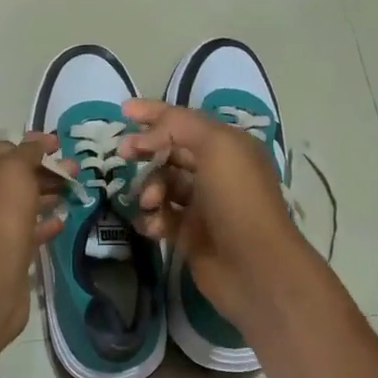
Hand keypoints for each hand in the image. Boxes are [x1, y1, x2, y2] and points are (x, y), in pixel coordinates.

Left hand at [0, 135, 69, 337]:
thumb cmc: (0, 216)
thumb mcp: (13, 171)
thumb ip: (27, 152)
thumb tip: (37, 141)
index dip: (30, 145)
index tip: (59, 147)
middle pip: (10, 177)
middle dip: (42, 171)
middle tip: (73, 171)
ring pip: (18, 204)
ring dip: (46, 195)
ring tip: (73, 193)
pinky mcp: (1, 254)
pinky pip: (23, 232)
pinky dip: (42, 224)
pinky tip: (61, 222)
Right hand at [118, 100, 314, 327]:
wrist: (254, 266)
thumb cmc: (238, 199)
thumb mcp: (216, 146)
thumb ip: (179, 126)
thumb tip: (147, 134)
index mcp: (227, 146)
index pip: (184, 121)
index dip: (154, 113)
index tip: (122, 111)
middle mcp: (216, 171)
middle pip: (170, 152)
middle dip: (145, 151)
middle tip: (123, 154)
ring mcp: (202, 204)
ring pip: (162, 185)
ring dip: (149, 188)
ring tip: (150, 202)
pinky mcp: (190, 234)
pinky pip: (161, 217)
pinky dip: (152, 218)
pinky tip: (152, 225)